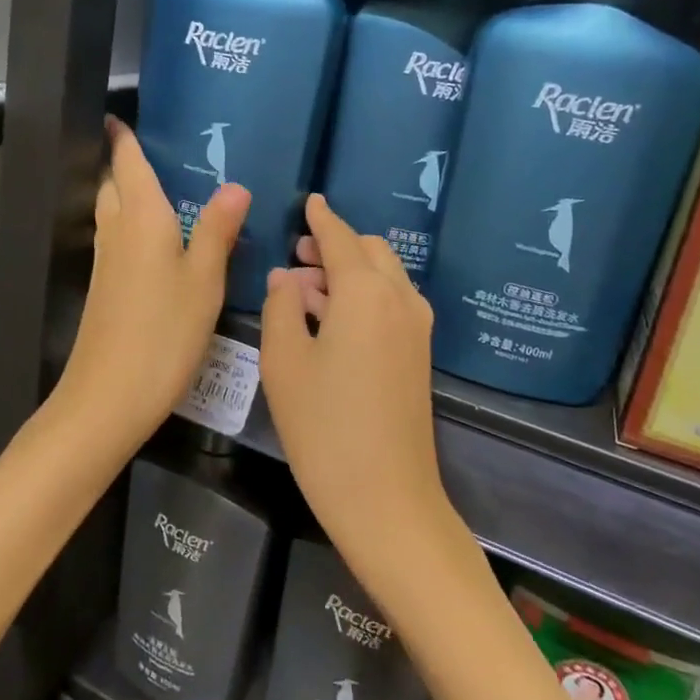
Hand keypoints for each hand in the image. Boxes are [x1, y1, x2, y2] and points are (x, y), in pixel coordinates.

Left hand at [49, 119, 249, 458]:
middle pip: (114, 186)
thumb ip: (217, 230)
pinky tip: (159, 244)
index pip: (127, 164)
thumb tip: (235, 185)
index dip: (123, 139)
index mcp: (141, 219)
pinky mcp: (105, 290)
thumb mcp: (203, 279)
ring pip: (112, 214)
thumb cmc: (164, 332)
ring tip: (165, 192)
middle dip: (126, 165)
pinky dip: (133, 227)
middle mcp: (117, 232)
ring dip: (128, 196)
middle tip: (159, 154)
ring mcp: (106, 263)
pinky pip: (118, 241)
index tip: (120, 116)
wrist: (109, 395)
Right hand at [259, 195, 454, 574]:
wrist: (386, 497)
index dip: (321, 218)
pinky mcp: (418, 356)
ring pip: (384, 278)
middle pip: (370, 252)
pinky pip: (391, 304)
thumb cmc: (324, 427)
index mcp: (366, 292)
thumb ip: (281, 307)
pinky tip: (331, 320)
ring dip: (348, 272)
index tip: (309, 202)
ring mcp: (416, 329)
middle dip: (335, 245)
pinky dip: (363, 296)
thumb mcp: (284, 362)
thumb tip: (286, 278)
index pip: (341, 237)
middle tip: (296, 257)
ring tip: (304, 291)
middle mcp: (399, 299)